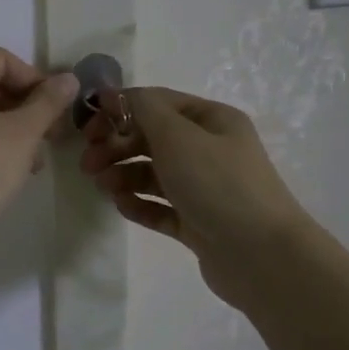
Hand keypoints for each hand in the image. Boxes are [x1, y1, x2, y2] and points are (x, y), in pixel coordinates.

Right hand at [78, 86, 304, 310]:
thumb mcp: (178, 136)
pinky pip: (160, 207)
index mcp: (211, 120)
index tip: (87, 127)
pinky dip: (139, 205)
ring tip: (104, 187)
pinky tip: (122, 207)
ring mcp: (203, 188)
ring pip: (152, 174)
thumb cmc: (218, 184)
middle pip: (151, 139)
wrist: (261, 254)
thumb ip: (143, 110)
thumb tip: (115, 95)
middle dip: (116, 146)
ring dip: (123, 175)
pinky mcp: (196, 222)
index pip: (157, 103)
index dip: (119, 110)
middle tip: (88, 164)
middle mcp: (209, 149)